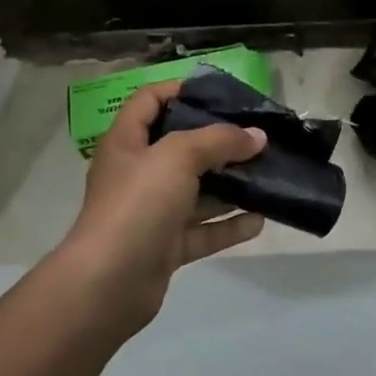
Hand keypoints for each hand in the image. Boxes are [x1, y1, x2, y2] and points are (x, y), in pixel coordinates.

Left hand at [59, 78, 265, 329]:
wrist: (108, 285)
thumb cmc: (137, 204)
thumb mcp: (177, 156)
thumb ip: (219, 140)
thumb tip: (257, 136)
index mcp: (127, 142)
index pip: (150, 101)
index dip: (180, 89)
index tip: (220, 92)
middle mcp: (138, 173)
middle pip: (180, 146)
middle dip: (218, 140)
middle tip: (257, 134)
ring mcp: (152, 212)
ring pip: (196, 191)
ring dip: (230, 183)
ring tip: (267, 173)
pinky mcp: (166, 247)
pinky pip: (203, 230)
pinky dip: (229, 224)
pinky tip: (260, 219)